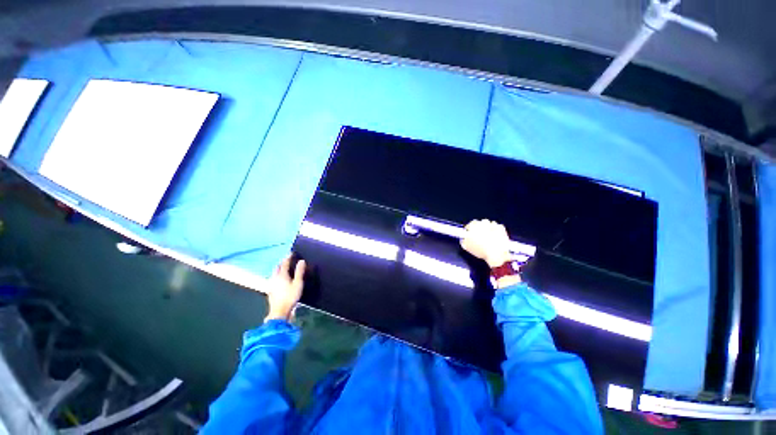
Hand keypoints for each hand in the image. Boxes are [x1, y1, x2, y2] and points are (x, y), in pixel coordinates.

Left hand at [263, 255, 305, 321]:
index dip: (288, 257)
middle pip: (277, 267)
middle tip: (287, 260)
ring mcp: (271, 285)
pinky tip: (278, 280)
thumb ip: (299, 272)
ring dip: (278, 269)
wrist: (279, 311)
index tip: (291, 253)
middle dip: (282, 263)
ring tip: (283, 268)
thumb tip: (301, 261)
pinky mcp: (270, 291)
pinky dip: (276, 276)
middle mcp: (275, 278)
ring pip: (274, 273)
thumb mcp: (298, 283)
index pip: (284, 263)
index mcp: (282, 275)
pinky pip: (273, 279)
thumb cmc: (290, 297)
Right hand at [460, 219, 511, 267]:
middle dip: (480, 228)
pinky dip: (497, 230)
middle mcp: (482, 223)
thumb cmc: (480, 250)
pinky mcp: (501, 227)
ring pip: (489, 223)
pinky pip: (498, 226)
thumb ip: (463, 241)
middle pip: (480, 223)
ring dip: (488, 228)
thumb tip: (464, 239)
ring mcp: (492, 224)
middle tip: (480, 236)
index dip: (470, 230)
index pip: (470, 225)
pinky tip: (496, 236)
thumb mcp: (467, 247)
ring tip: (489, 236)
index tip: (470, 234)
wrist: (496, 253)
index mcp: (473, 226)